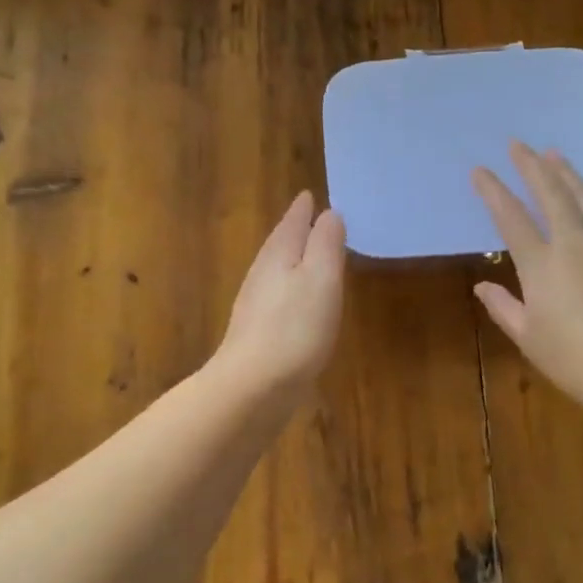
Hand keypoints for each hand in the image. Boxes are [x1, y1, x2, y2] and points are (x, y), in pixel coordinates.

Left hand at [212, 191, 346, 400]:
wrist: (253, 387)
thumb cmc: (295, 328)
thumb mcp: (321, 278)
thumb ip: (326, 244)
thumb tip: (329, 213)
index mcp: (278, 254)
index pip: (292, 221)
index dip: (303, 208)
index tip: (310, 194)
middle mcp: (262, 273)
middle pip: (280, 243)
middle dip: (296, 229)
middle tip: (311, 216)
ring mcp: (256, 304)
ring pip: (277, 269)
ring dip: (293, 258)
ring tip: (309, 253)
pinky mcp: (258, 332)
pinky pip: (278, 296)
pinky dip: (291, 287)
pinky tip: (299, 301)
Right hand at [472, 142, 582, 416]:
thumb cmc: (576, 362)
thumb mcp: (529, 339)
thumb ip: (504, 308)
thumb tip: (482, 286)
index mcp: (542, 266)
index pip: (511, 219)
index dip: (493, 192)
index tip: (480, 170)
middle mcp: (575, 246)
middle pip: (552, 197)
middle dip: (533, 168)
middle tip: (520, 145)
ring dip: (571, 176)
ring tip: (557, 154)